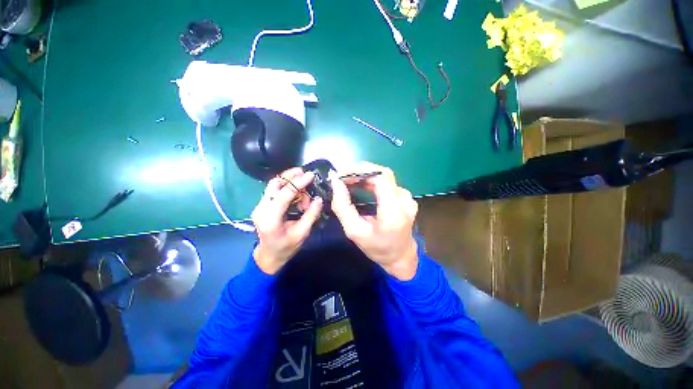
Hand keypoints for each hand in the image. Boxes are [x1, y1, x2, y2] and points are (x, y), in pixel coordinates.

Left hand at [252, 168, 322, 274]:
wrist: (269, 255)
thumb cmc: (286, 247)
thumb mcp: (302, 233)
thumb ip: (311, 215)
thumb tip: (319, 199)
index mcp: (270, 219)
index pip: (283, 195)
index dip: (298, 183)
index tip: (310, 175)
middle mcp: (261, 209)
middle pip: (274, 184)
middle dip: (291, 176)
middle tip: (306, 174)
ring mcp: (260, 205)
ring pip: (274, 185)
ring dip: (291, 182)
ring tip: (305, 192)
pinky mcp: (263, 204)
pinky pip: (275, 190)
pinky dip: (288, 187)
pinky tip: (298, 193)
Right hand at [330, 162, 418, 280]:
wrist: (400, 256)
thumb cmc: (377, 248)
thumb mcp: (355, 231)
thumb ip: (343, 207)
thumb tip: (335, 183)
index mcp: (394, 211)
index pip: (381, 177)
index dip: (360, 171)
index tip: (341, 175)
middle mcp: (404, 200)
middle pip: (382, 173)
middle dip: (359, 171)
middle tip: (341, 178)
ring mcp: (407, 197)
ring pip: (383, 176)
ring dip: (364, 175)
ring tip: (347, 181)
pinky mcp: (404, 196)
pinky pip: (386, 182)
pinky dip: (370, 180)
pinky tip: (359, 185)